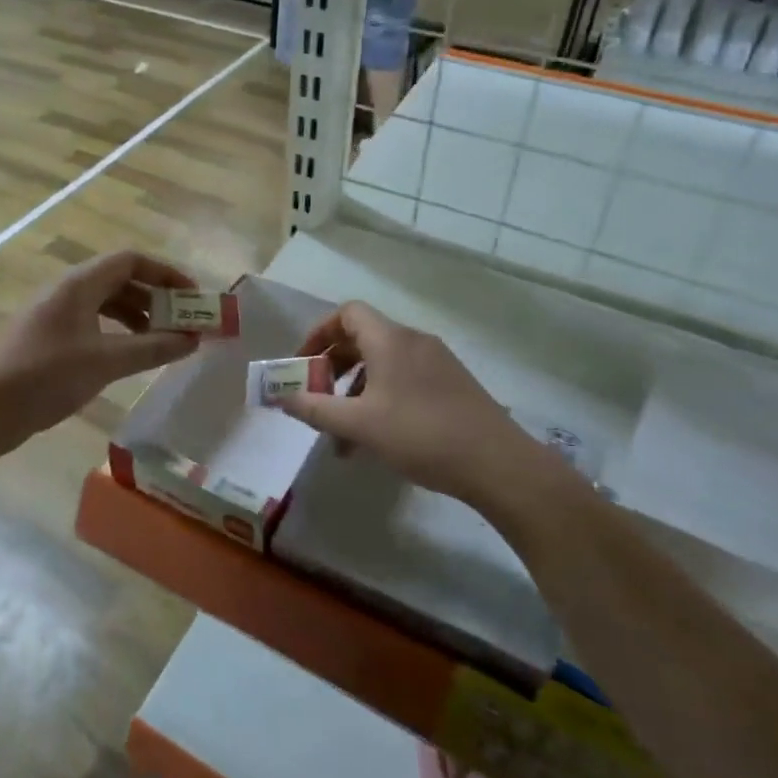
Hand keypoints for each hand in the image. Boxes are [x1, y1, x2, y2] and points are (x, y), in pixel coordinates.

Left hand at [0, 251, 202, 452]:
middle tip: (183, 322)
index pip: (131, 260)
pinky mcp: (47, 338)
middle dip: (155, 298)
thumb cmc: (45, 376)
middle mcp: (66, 290)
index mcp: (79, 283)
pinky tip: (128, 356)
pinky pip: (91, 323)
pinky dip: (116, 333)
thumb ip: (152, 347)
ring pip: (105, 303)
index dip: (166, 273)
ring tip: (162, 341)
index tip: (193, 297)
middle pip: (120, 280)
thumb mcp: (106, 361)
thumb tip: (193, 339)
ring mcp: (54, 314)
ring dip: (137, 317)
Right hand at [277, 301, 573, 511]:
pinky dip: (380, 399)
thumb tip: (279, 397)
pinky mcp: (452, 385)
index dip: (319, 333)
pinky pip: (404, 380)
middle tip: (318, 399)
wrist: (497, 464)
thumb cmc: (421, 435)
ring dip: (355, 392)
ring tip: (342, 435)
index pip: (347, 313)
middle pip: (362, 339)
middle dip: (333, 368)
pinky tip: (376, 440)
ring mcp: (437, 362)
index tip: (303, 365)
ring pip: (382, 365)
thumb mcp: (359, 425)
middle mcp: (413, 341)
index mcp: (390, 339)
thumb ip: (315, 409)